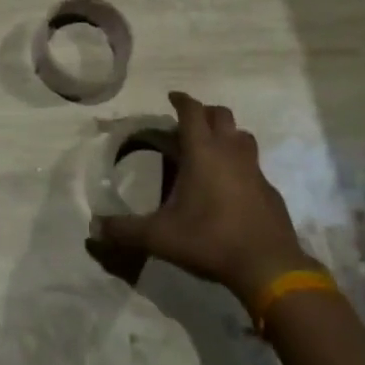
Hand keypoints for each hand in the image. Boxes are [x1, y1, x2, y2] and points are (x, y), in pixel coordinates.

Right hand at [92, 91, 320, 307]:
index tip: (172, 97)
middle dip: (205, 113)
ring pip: (242, 136)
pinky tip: (233, 187)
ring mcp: (255, 170)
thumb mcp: (160, 237)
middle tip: (189, 124)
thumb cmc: (210, 239)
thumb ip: (125, 230)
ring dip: (228, 135)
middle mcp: (230, 152)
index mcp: (203, 151)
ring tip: (213, 149)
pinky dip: (242, 166)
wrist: (268, 267)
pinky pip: (254, 166)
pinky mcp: (270, 191)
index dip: (181, 100)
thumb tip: (94, 228)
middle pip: (221, 115)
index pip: (191, 111)